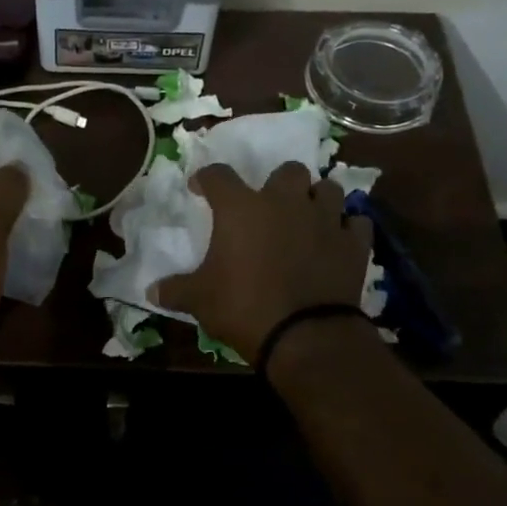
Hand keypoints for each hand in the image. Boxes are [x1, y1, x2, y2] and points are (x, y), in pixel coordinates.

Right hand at [152, 162, 372, 361]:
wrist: (304, 334)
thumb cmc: (243, 307)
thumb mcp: (200, 300)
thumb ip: (176, 290)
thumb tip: (150, 292)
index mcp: (241, 208)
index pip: (217, 175)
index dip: (205, 178)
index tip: (199, 188)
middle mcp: (285, 202)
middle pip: (287, 171)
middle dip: (278, 183)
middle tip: (269, 204)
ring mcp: (324, 219)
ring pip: (329, 188)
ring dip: (317, 197)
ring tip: (308, 215)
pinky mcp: (353, 243)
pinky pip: (356, 223)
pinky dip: (347, 228)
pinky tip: (338, 240)